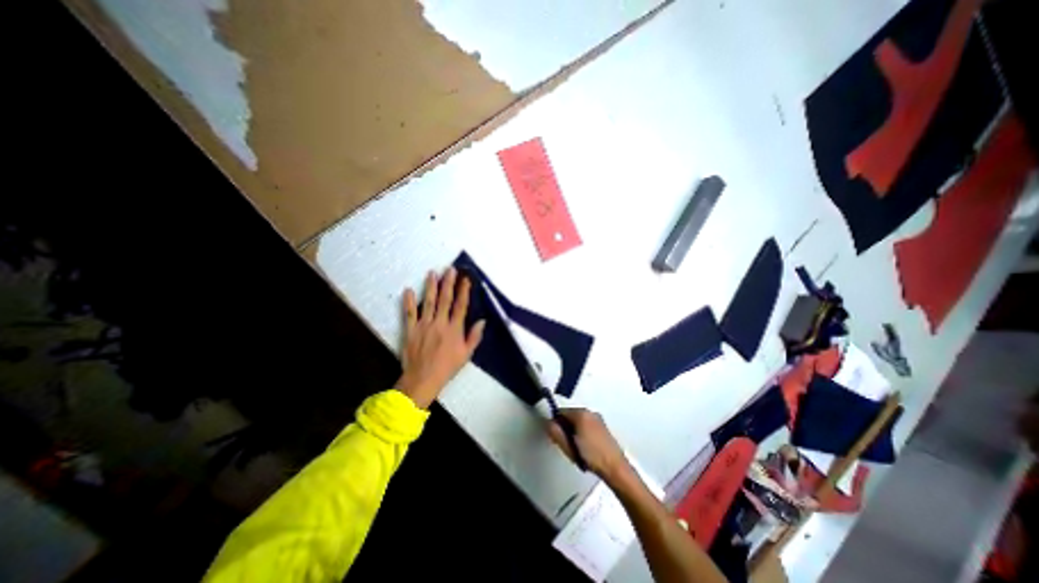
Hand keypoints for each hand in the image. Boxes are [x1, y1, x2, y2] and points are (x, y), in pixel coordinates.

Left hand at [399, 269, 487, 408]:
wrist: (422, 379)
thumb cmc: (447, 367)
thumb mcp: (466, 355)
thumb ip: (474, 337)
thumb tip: (482, 321)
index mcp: (454, 329)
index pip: (460, 306)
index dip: (464, 291)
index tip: (465, 279)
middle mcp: (440, 323)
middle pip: (445, 299)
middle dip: (448, 283)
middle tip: (450, 269)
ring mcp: (424, 325)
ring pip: (428, 302)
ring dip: (430, 286)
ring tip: (432, 273)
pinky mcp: (410, 329)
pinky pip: (409, 313)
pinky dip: (408, 302)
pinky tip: (408, 290)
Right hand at [544, 406, 632, 482]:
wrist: (615, 468)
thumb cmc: (593, 457)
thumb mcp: (568, 446)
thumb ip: (556, 433)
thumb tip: (549, 424)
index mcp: (581, 414)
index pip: (561, 411)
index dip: (555, 423)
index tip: (555, 435)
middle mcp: (590, 413)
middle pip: (570, 416)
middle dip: (566, 428)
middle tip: (567, 444)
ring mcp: (598, 420)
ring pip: (579, 421)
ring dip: (574, 432)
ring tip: (577, 449)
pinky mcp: (603, 428)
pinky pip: (587, 426)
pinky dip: (583, 434)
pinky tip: (585, 449)